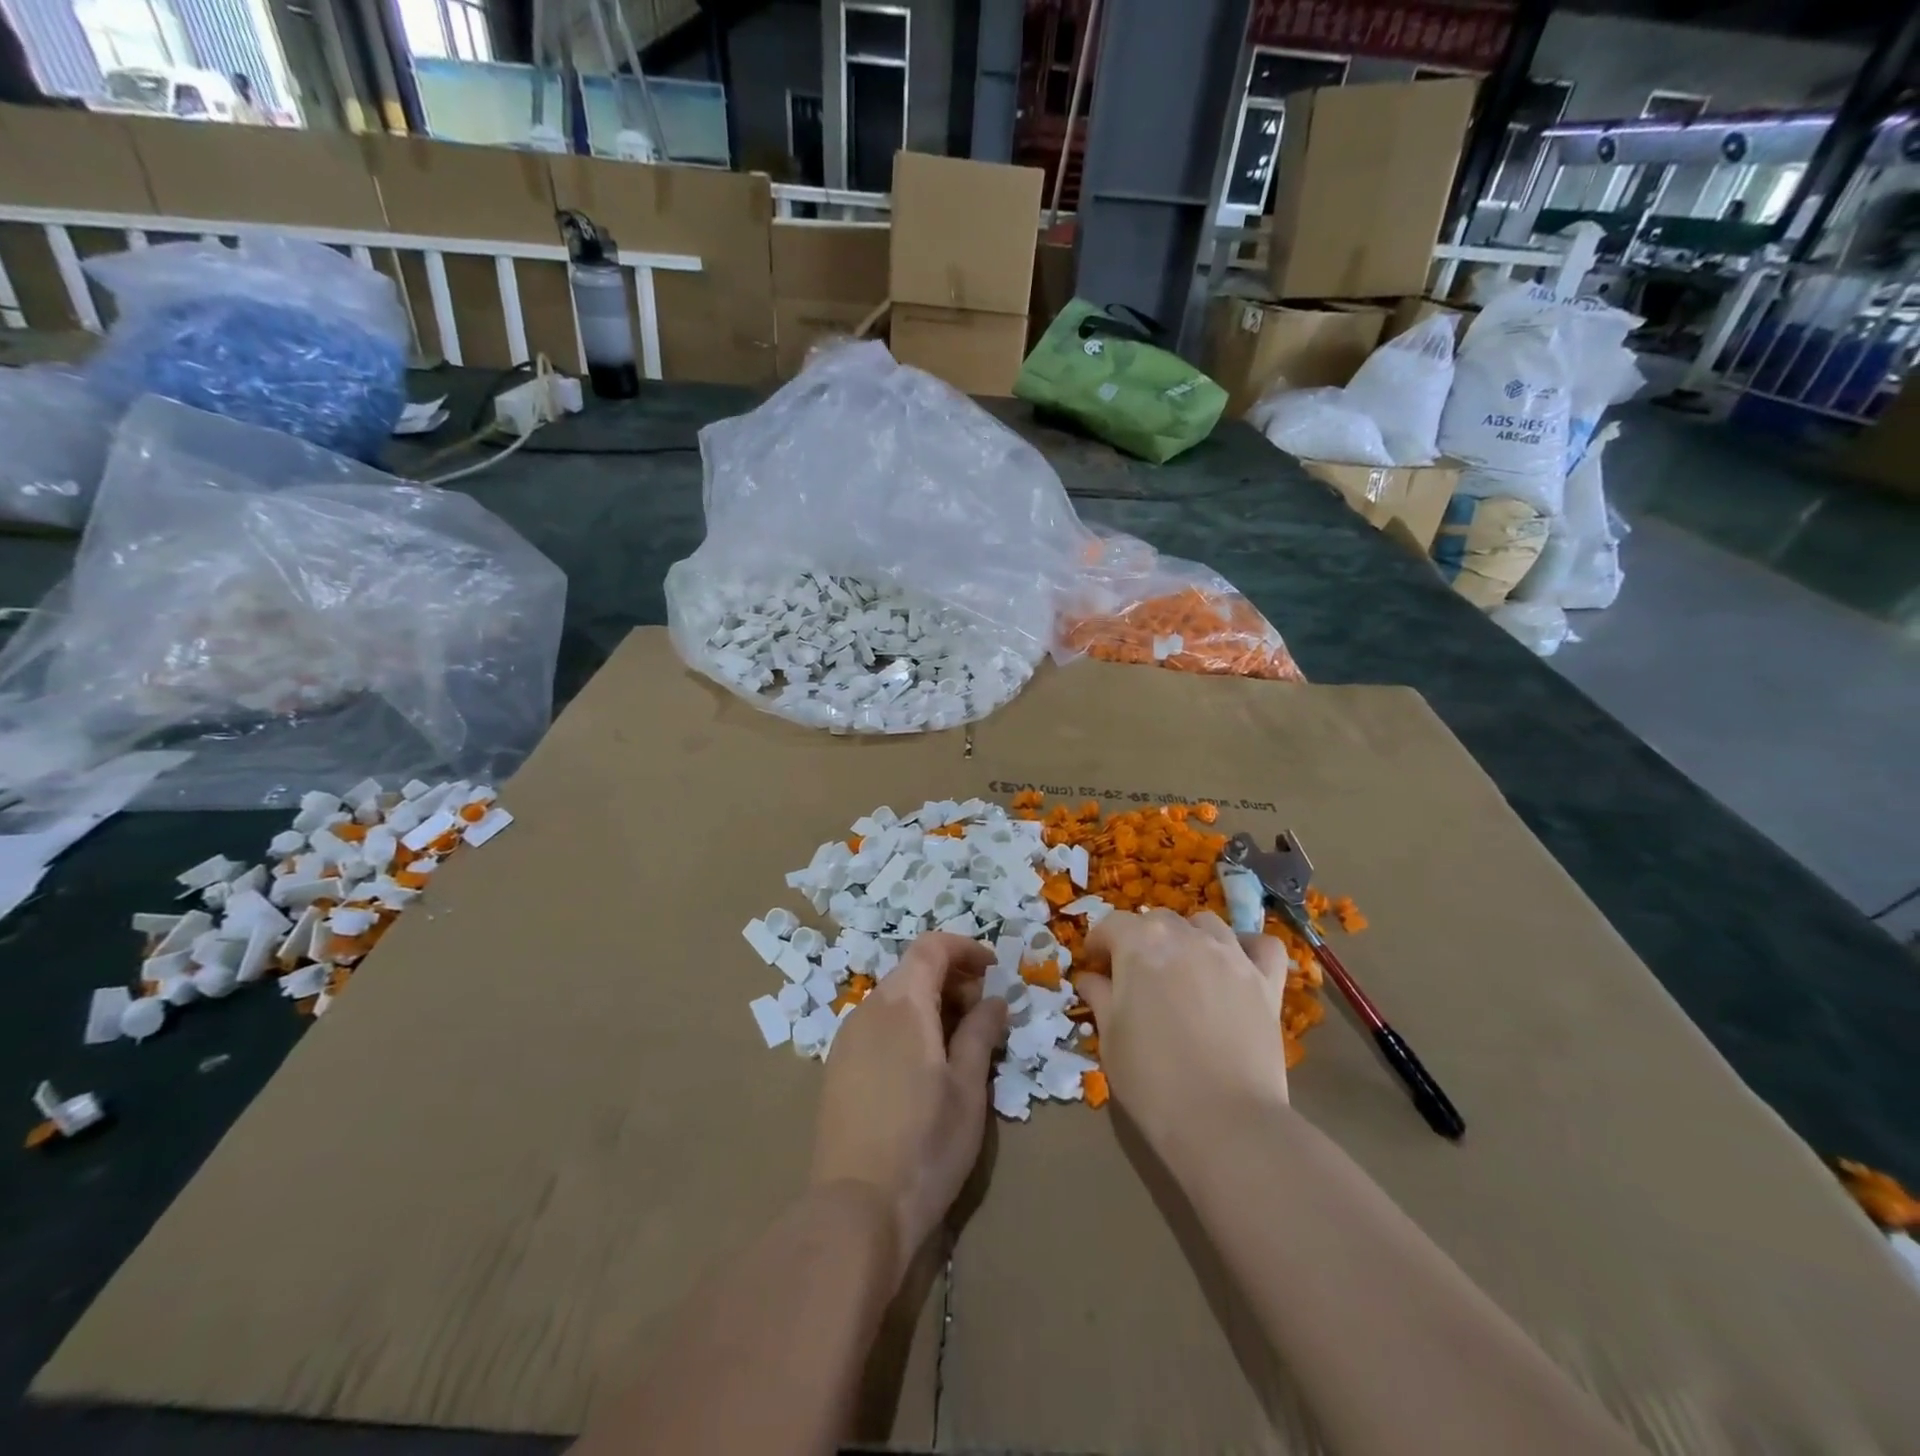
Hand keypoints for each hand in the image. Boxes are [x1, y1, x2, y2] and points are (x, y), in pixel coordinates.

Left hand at [810, 932, 1008, 1280]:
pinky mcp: (837, 1068)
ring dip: (929, 1003)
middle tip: (984, 1012)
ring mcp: (847, 1039)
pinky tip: (924, 1065)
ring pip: (894, 998)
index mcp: (902, 1004)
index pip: (931, 947)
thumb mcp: (968, 1088)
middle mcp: (869, 1009)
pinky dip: (907, 1025)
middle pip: (912, 970)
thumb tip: (994, 1001)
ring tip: (959, 1041)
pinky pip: (877, 1025)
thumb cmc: (926, 1144)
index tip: (994, 969)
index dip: (965, 949)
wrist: (856, 1209)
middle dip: (951, 978)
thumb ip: (981, 1033)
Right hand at [1075, 909, 1289, 1158]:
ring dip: (1189, 938)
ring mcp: (1231, 955)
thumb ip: (1099, 997)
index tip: (1094, 966)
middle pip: (1158, 920)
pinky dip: (1249, 948)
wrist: (1224, 1122)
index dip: (1098, 944)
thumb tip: (1091, 979)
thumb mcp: (1110, 1038)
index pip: (1111, 924)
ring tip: (1184, 970)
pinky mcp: (1266, 981)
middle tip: (1136, 976)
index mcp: (1140, 944)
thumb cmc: (1152, 1080)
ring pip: (1205, 924)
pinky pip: (1263, 946)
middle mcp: (1186, 936)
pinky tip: (1238, 966)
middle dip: (1141, 939)